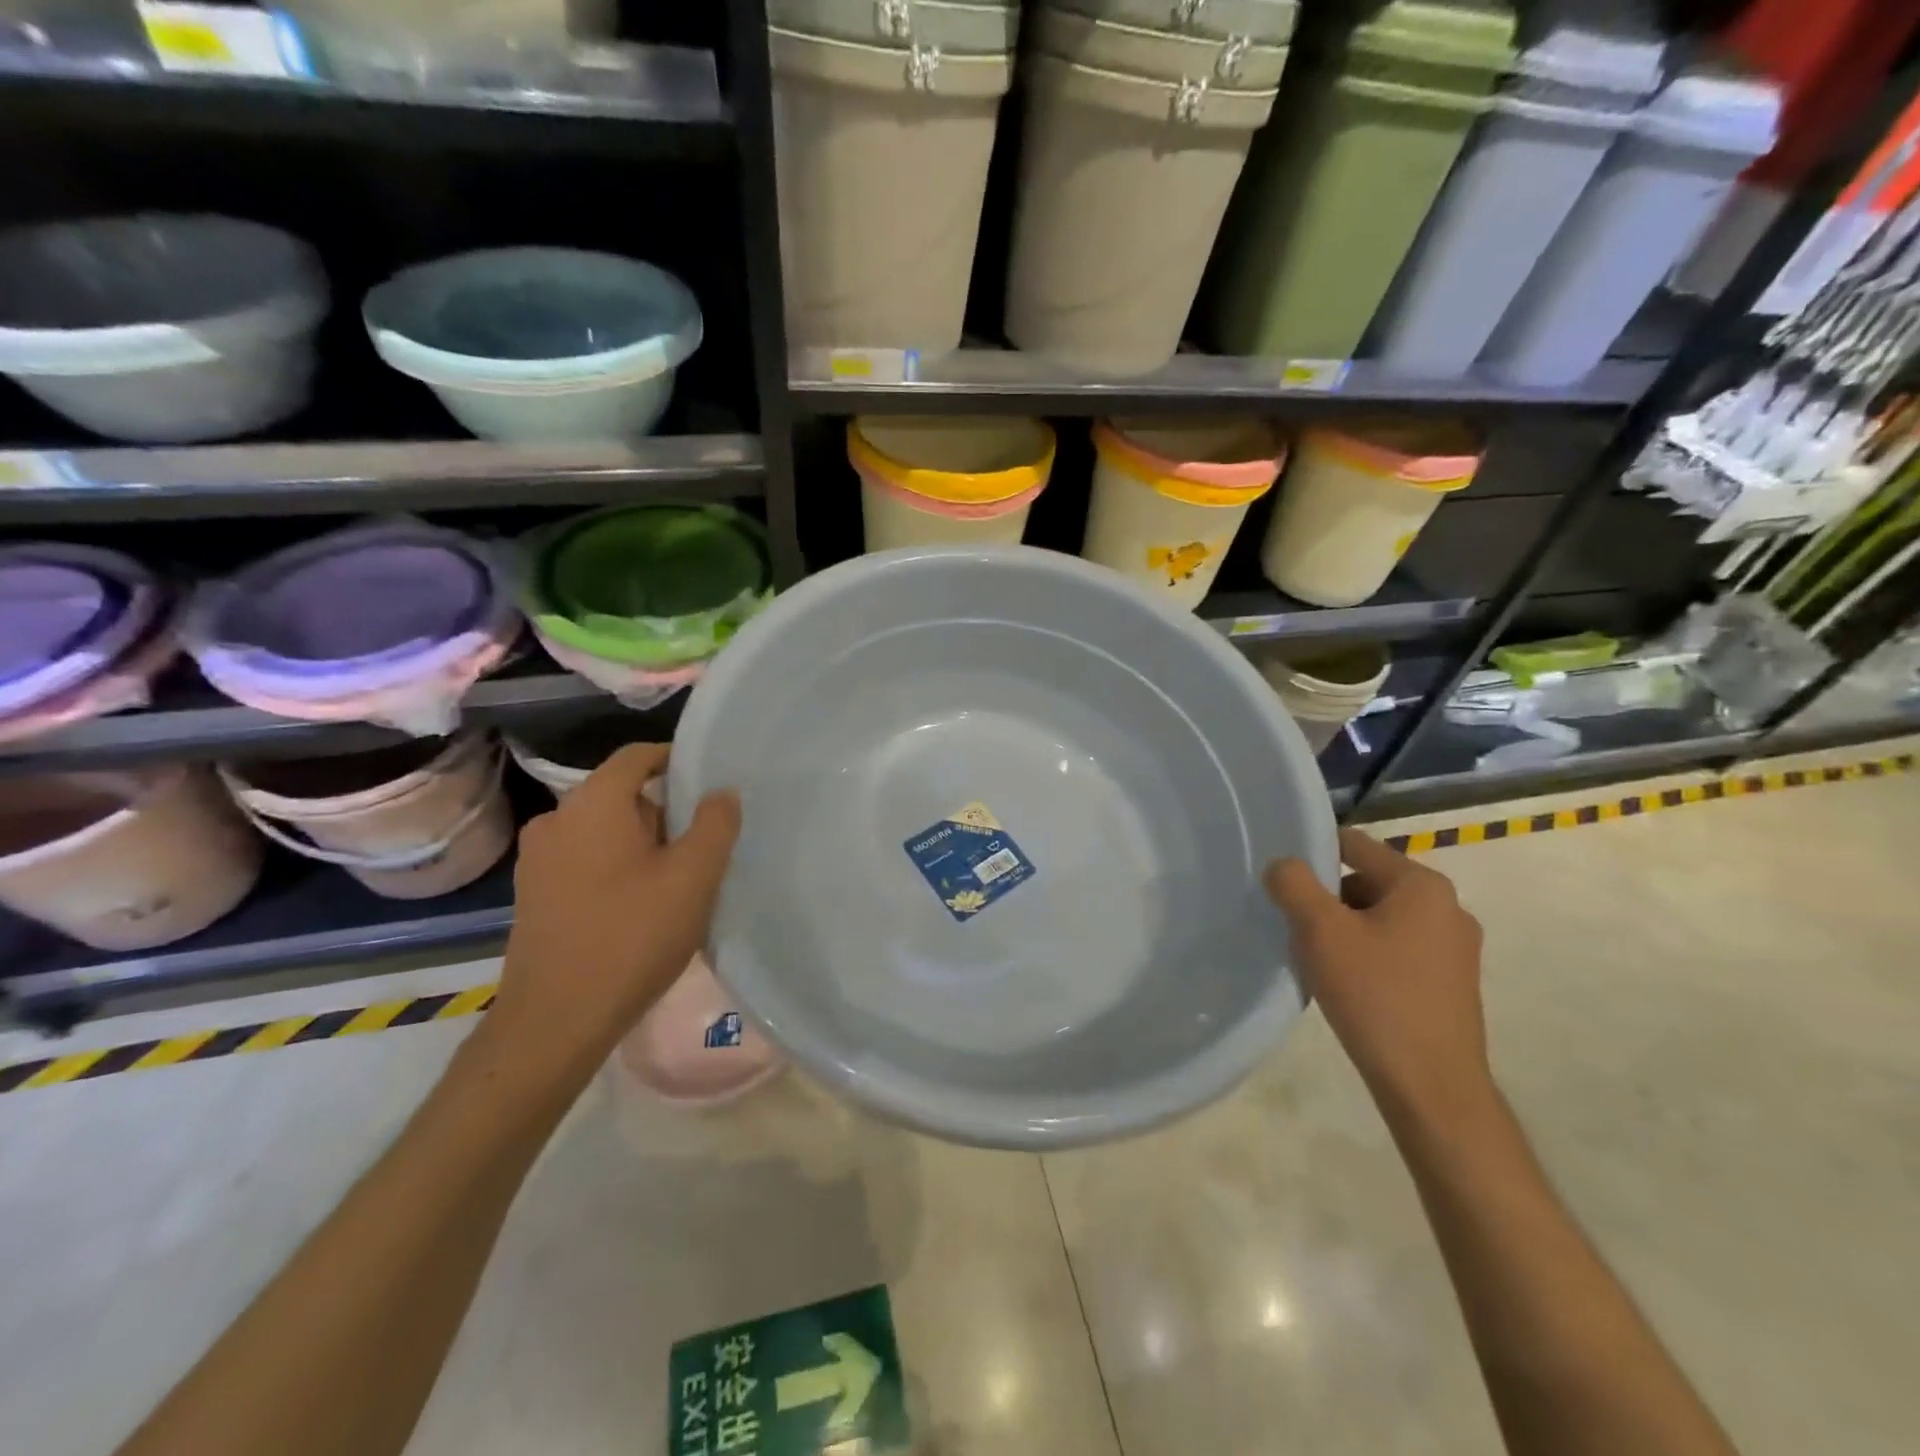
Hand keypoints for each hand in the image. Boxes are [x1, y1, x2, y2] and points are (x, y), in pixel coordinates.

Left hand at [485, 743, 739, 1084]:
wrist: (557, 1020)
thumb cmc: (632, 936)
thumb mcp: (694, 877)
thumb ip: (715, 824)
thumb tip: (720, 792)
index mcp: (592, 803)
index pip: (636, 756)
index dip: (675, 760)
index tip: (709, 783)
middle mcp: (556, 820)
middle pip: (621, 795)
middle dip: (664, 812)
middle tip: (702, 844)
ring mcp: (537, 860)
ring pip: (603, 830)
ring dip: (641, 843)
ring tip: (676, 880)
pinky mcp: (533, 895)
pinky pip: (584, 860)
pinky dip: (615, 867)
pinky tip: (639, 907)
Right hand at [1266, 828, 1492, 1131]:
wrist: (1431, 1086)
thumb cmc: (1375, 995)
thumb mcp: (1320, 930)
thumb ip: (1293, 883)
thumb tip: (1283, 866)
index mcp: (1422, 885)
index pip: (1354, 844)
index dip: (1312, 853)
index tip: (1281, 878)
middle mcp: (1448, 907)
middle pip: (1366, 881)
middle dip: (1326, 899)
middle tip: (1296, 927)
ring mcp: (1454, 948)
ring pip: (1379, 917)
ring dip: (1343, 929)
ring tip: (1318, 961)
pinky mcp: (1450, 983)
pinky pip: (1396, 948)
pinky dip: (1366, 955)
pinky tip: (1346, 985)